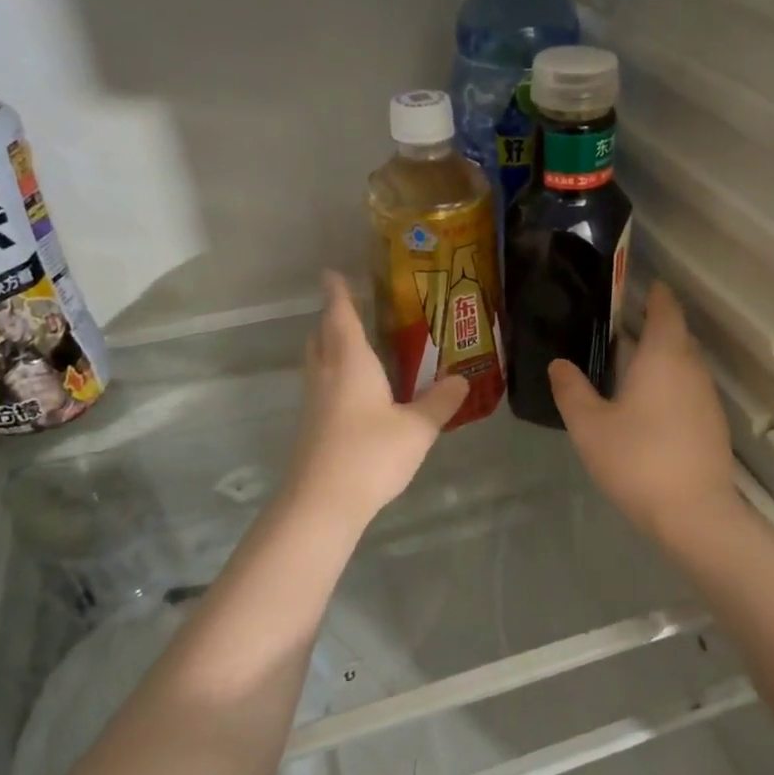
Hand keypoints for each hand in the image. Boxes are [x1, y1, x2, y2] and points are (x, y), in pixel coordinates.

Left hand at [285, 271, 468, 529]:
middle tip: (350, 308)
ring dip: (329, 345)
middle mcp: (327, 373)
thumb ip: (440, 401)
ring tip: (354, 344)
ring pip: (317, 360)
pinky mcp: (311, 425)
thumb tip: (462, 378)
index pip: (340, 315)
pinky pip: (321, 384)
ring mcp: (314, 400)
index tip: (332, 272)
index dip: (337, 292)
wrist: (322, 501)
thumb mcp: (417, 428)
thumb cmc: (371, 453)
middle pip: (322, 335)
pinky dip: (333, 373)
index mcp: (351, 361)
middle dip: (332, 317)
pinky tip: (354, 390)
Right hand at [549, 282, 735, 538]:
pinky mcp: (713, 424)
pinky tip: (649, 407)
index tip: (641, 286)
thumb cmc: (637, 459)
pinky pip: (689, 389)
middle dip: (654, 327)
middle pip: (677, 335)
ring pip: (685, 364)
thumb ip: (572, 390)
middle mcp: (691, 368)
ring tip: (630, 368)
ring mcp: (707, 397)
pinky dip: (671, 385)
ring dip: (662, 359)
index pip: (665, 309)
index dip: (655, 294)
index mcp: (663, 356)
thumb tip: (559, 364)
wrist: (694, 513)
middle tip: (620, 329)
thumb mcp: (589, 426)